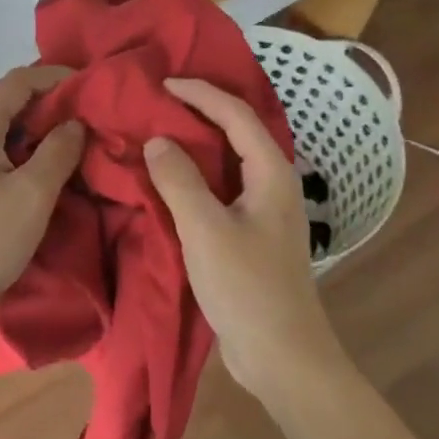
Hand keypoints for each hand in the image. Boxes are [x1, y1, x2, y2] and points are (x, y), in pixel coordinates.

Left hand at [0, 65, 85, 309]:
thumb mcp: (33, 194)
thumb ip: (59, 151)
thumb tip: (74, 122)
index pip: (19, 80)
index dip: (55, 76)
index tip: (89, 84)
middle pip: (6, 98)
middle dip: (47, 99)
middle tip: (84, 110)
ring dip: (33, 124)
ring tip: (69, 134)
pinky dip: (18, 143)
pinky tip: (38, 160)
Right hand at [143, 78, 350, 405]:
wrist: (282, 355)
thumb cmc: (247, 287)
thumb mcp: (205, 229)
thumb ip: (179, 180)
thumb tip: (158, 140)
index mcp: (270, 172)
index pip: (236, 114)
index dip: (200, 93)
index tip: (162, 83)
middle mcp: (271, 182)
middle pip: (235, 131)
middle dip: (199, 111)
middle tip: (157, 101)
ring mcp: (263, 210)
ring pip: (227, 162)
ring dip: (195, 144)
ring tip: (157, 131)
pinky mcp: (250, 234)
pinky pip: (220, 189)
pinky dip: (195, 176)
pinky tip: (169, 180)